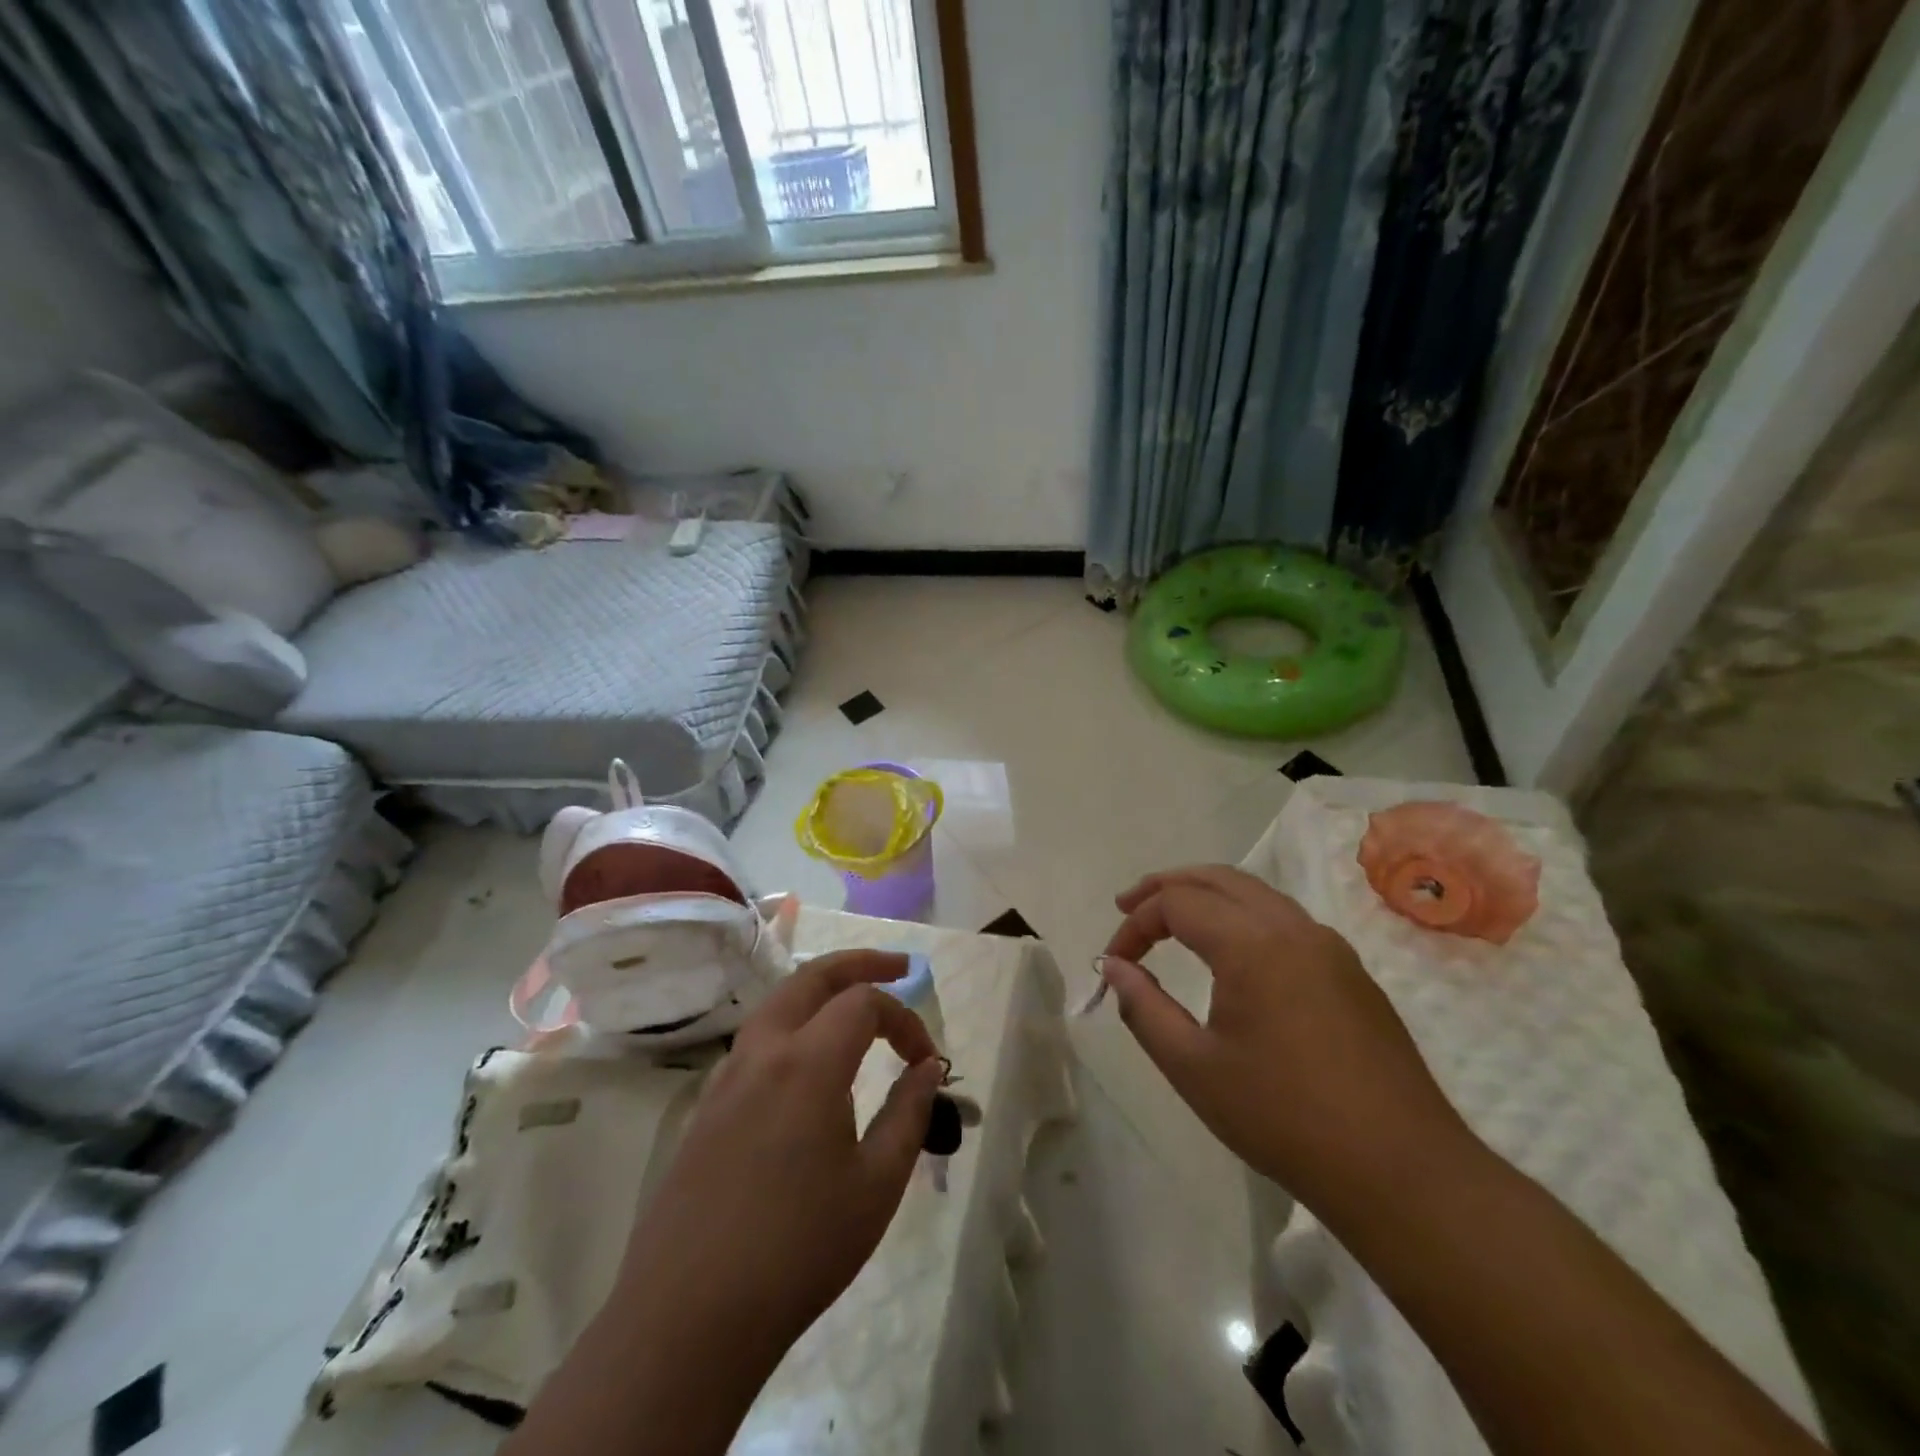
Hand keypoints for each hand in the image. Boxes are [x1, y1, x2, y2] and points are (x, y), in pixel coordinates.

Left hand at [615, 950, 943, 1366]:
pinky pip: (757, 1039)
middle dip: (860, 963)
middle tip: (899, 967)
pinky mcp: (708, 1106)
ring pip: (778, 1002)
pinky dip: (793, 1022)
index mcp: (807, 1062)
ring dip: (821, 988)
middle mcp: (763, 1051)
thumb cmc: (797, 1249)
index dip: (905, 1020)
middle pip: (813, 977)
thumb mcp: (876, 1185)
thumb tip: (927, 1067)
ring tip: (856, 1002)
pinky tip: (808, 1060)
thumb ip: (908, 1113)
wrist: (688, 1318)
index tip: (927, 1061)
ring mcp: (727, 1076)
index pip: (865, 1003)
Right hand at [1099, 865, 1469, 1214]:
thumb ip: (1143, 1008)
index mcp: (1252, 944)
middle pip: (1218, 878)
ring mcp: (1329, 947)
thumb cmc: (1284, 1119)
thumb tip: (1114, 967)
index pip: (1176, 903)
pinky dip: (1242, 916)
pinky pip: (1284, 920)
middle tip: (1128, 907)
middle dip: (1167, 886)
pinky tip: (1231, 953)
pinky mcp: (1351, 972)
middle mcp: (1292, 928)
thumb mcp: (1193, 1068)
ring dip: (1207, 896)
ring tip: (1172, 920)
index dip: (1136, 924)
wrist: (1401, 1172)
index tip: (1114, 962)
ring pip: (1255, 893)